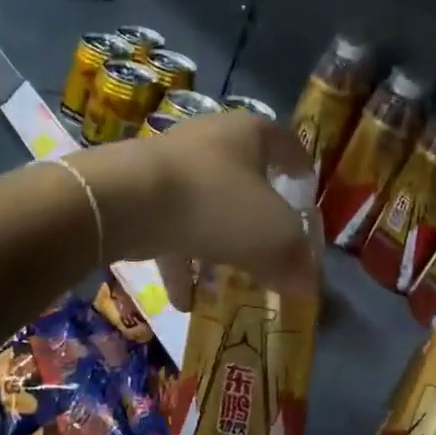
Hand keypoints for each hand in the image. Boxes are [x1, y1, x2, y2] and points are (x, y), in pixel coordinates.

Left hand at [71, 111, 316, 309]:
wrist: (126, 199)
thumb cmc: (216, 202)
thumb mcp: (272, 235)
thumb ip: (294, 259)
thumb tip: (309, 284)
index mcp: (250, 132)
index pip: (287, 145)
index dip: (301, 169)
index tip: (307, 192)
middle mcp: (211, 139)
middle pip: (245, 177)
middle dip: (258, 216)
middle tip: (272, 246)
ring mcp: (172, 164)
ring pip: (206, 205)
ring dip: (217, 245)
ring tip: (228, 285)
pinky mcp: (139, 191)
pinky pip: (170, 228)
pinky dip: (180, 262)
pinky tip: (185, 302)